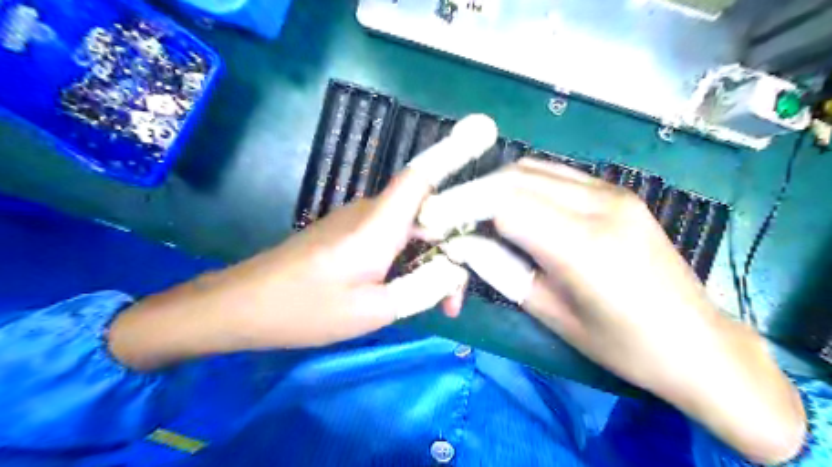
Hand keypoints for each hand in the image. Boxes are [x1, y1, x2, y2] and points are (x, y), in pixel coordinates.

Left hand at [108, 116, 495, 365]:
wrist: (242, 306)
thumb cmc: (305, 310)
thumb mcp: (373, 311)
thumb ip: (422, 289)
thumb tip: (455, 269)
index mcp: (378, 225)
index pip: (422, 176)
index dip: (453, 153)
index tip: (484, 136)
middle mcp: (371, 212)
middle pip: (427, 212)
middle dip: (452, 248)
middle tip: (454, 301)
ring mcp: (359, 222)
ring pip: (412, 229)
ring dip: (431, 260)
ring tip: (437, 304)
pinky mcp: (350, 235)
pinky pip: (393, 239)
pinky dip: (411, 261)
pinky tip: (410, 290)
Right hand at [420, 158, 801, 464]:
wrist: (697, 343)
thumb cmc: (623, 345)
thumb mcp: (552, 314)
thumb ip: (501, 270)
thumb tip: (462, 243)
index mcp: (584, 245)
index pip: (505, 203)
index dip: (460, 207)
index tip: (431, 220)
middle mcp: (601, 205)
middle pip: (515, 178)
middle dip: (471, 193)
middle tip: (444, 214)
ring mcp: (614, 192)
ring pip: (534, 169)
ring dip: (495, 185)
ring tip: (471, 210)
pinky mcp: (618, 192)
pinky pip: (557, 175)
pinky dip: (523, 184)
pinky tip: (510, 205)